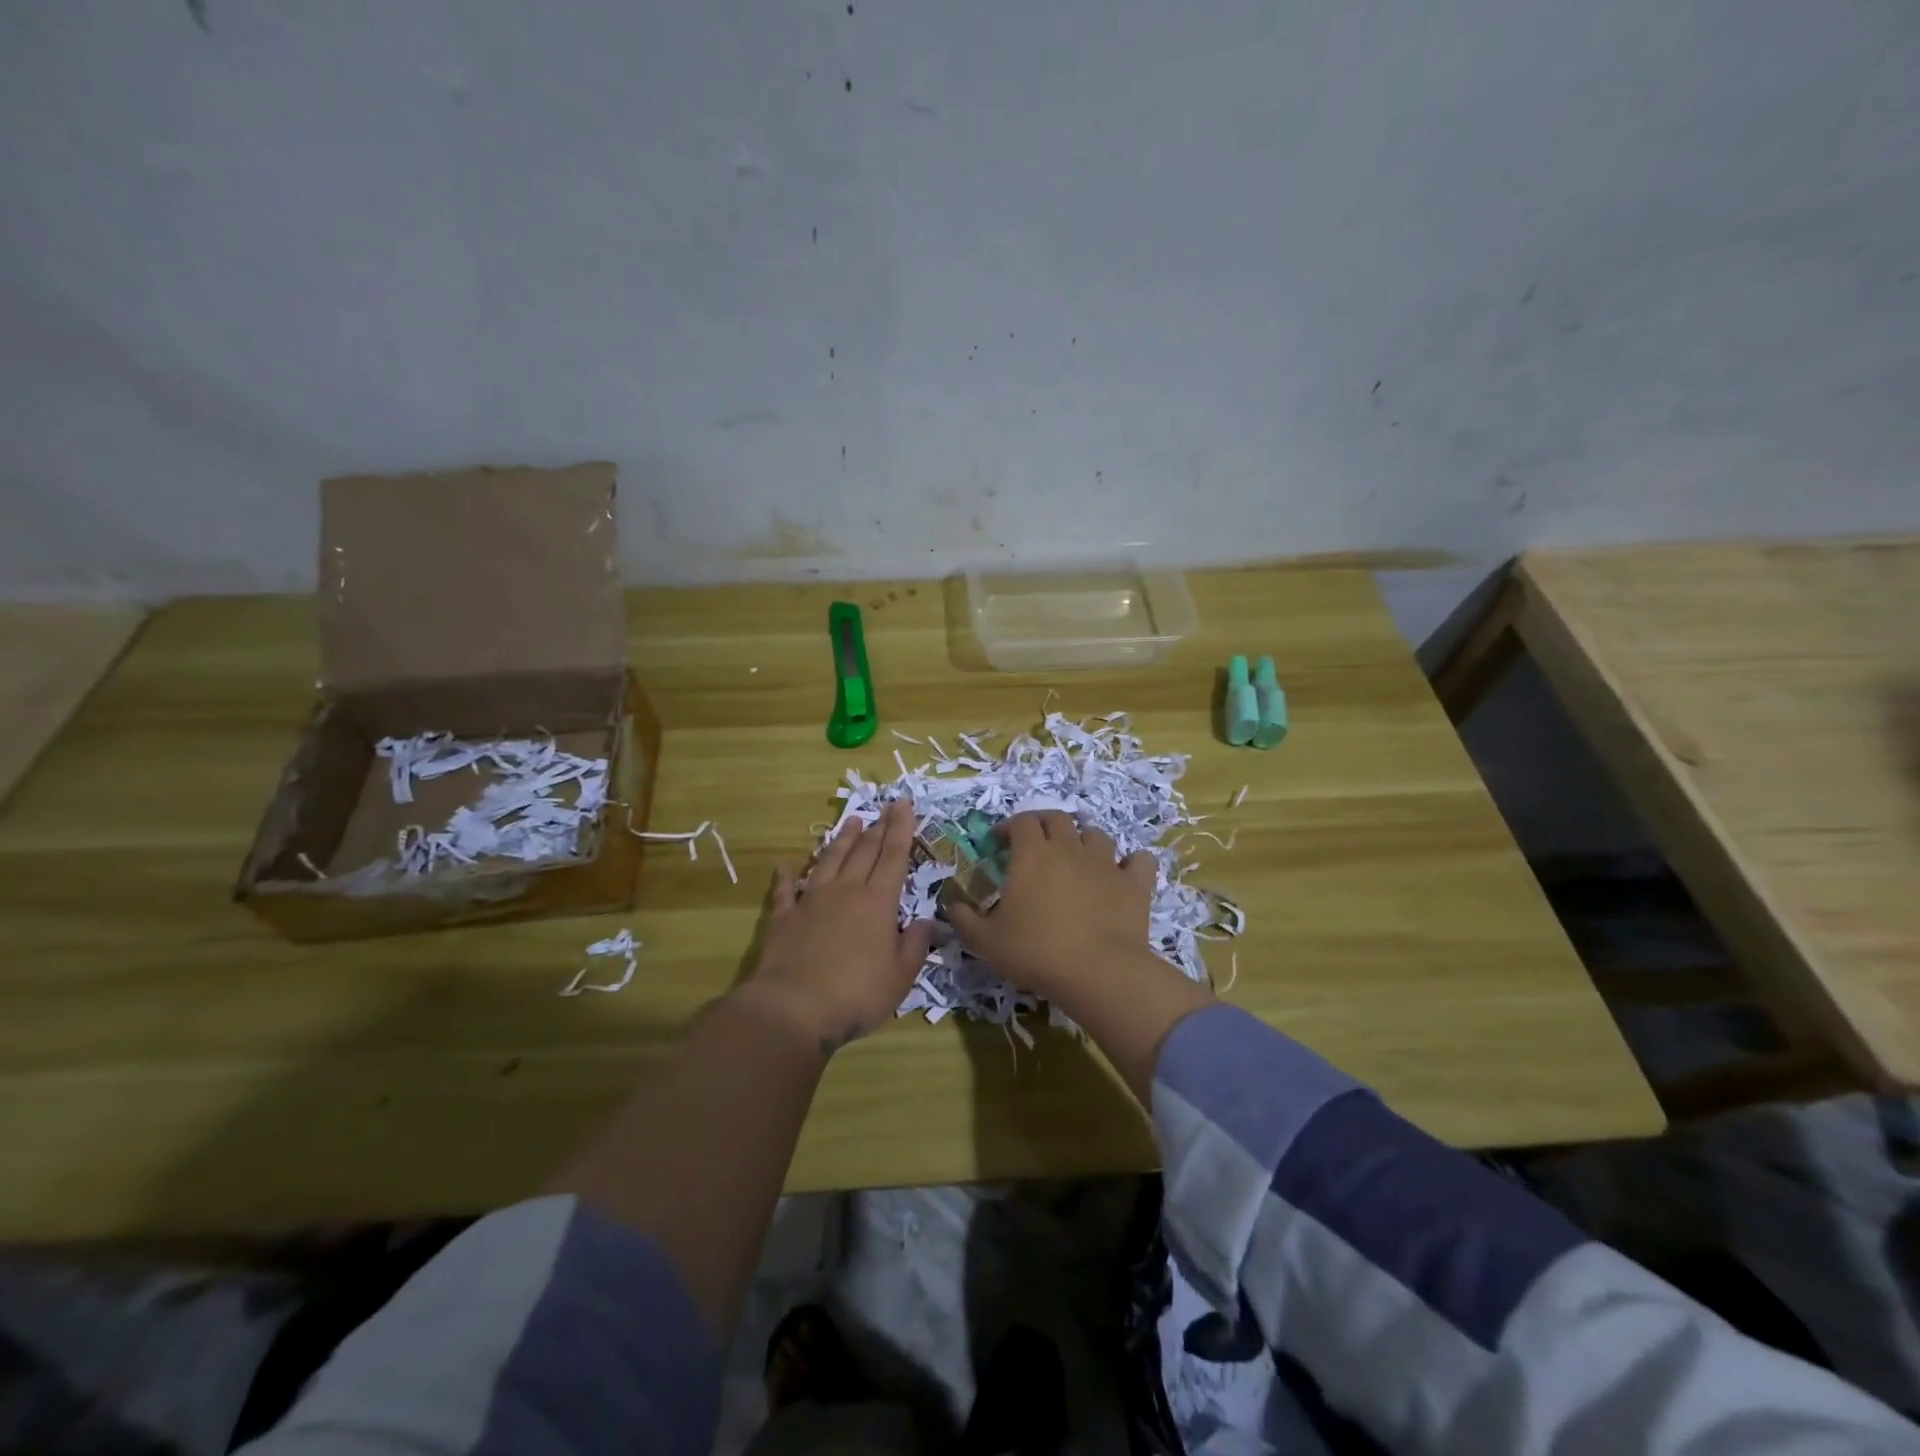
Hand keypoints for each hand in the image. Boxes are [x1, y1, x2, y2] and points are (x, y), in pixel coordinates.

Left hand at [745, 800, 932, 1058]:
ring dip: (842, 840)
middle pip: (864, 851)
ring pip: (829, 860)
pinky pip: (786, 890)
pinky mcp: (784, 917)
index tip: (903, 803)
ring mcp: (812, 901)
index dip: (901, 828)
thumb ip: (915, 946)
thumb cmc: (857, 994)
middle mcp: (846, 891)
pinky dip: (786, 876)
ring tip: (851, 821)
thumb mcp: (900, 977)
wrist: (794, 1008)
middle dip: (877, 827)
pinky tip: (785, 866)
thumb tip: (925, 922)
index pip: (894, 856)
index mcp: (878, 902)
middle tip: (885, 807)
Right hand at [947, 810, 1160, 1002]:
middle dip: (1044, 825)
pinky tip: (1123, 873)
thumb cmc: (1035, 952)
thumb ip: (964, 919)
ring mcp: (1106, 863)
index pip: (1021, 822)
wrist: (1098, 971)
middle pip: (1057, 819)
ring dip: (1083, 840)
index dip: (1009, 827)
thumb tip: (951, 905)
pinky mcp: (1134, 883)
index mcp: (1032, 854)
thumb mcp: (986, 942)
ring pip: (1095, 835)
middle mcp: (1069, 848)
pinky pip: (1138, 860)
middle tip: (1035, 843)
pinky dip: (1130, 862)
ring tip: (1077, 858)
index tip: (1000, 841)